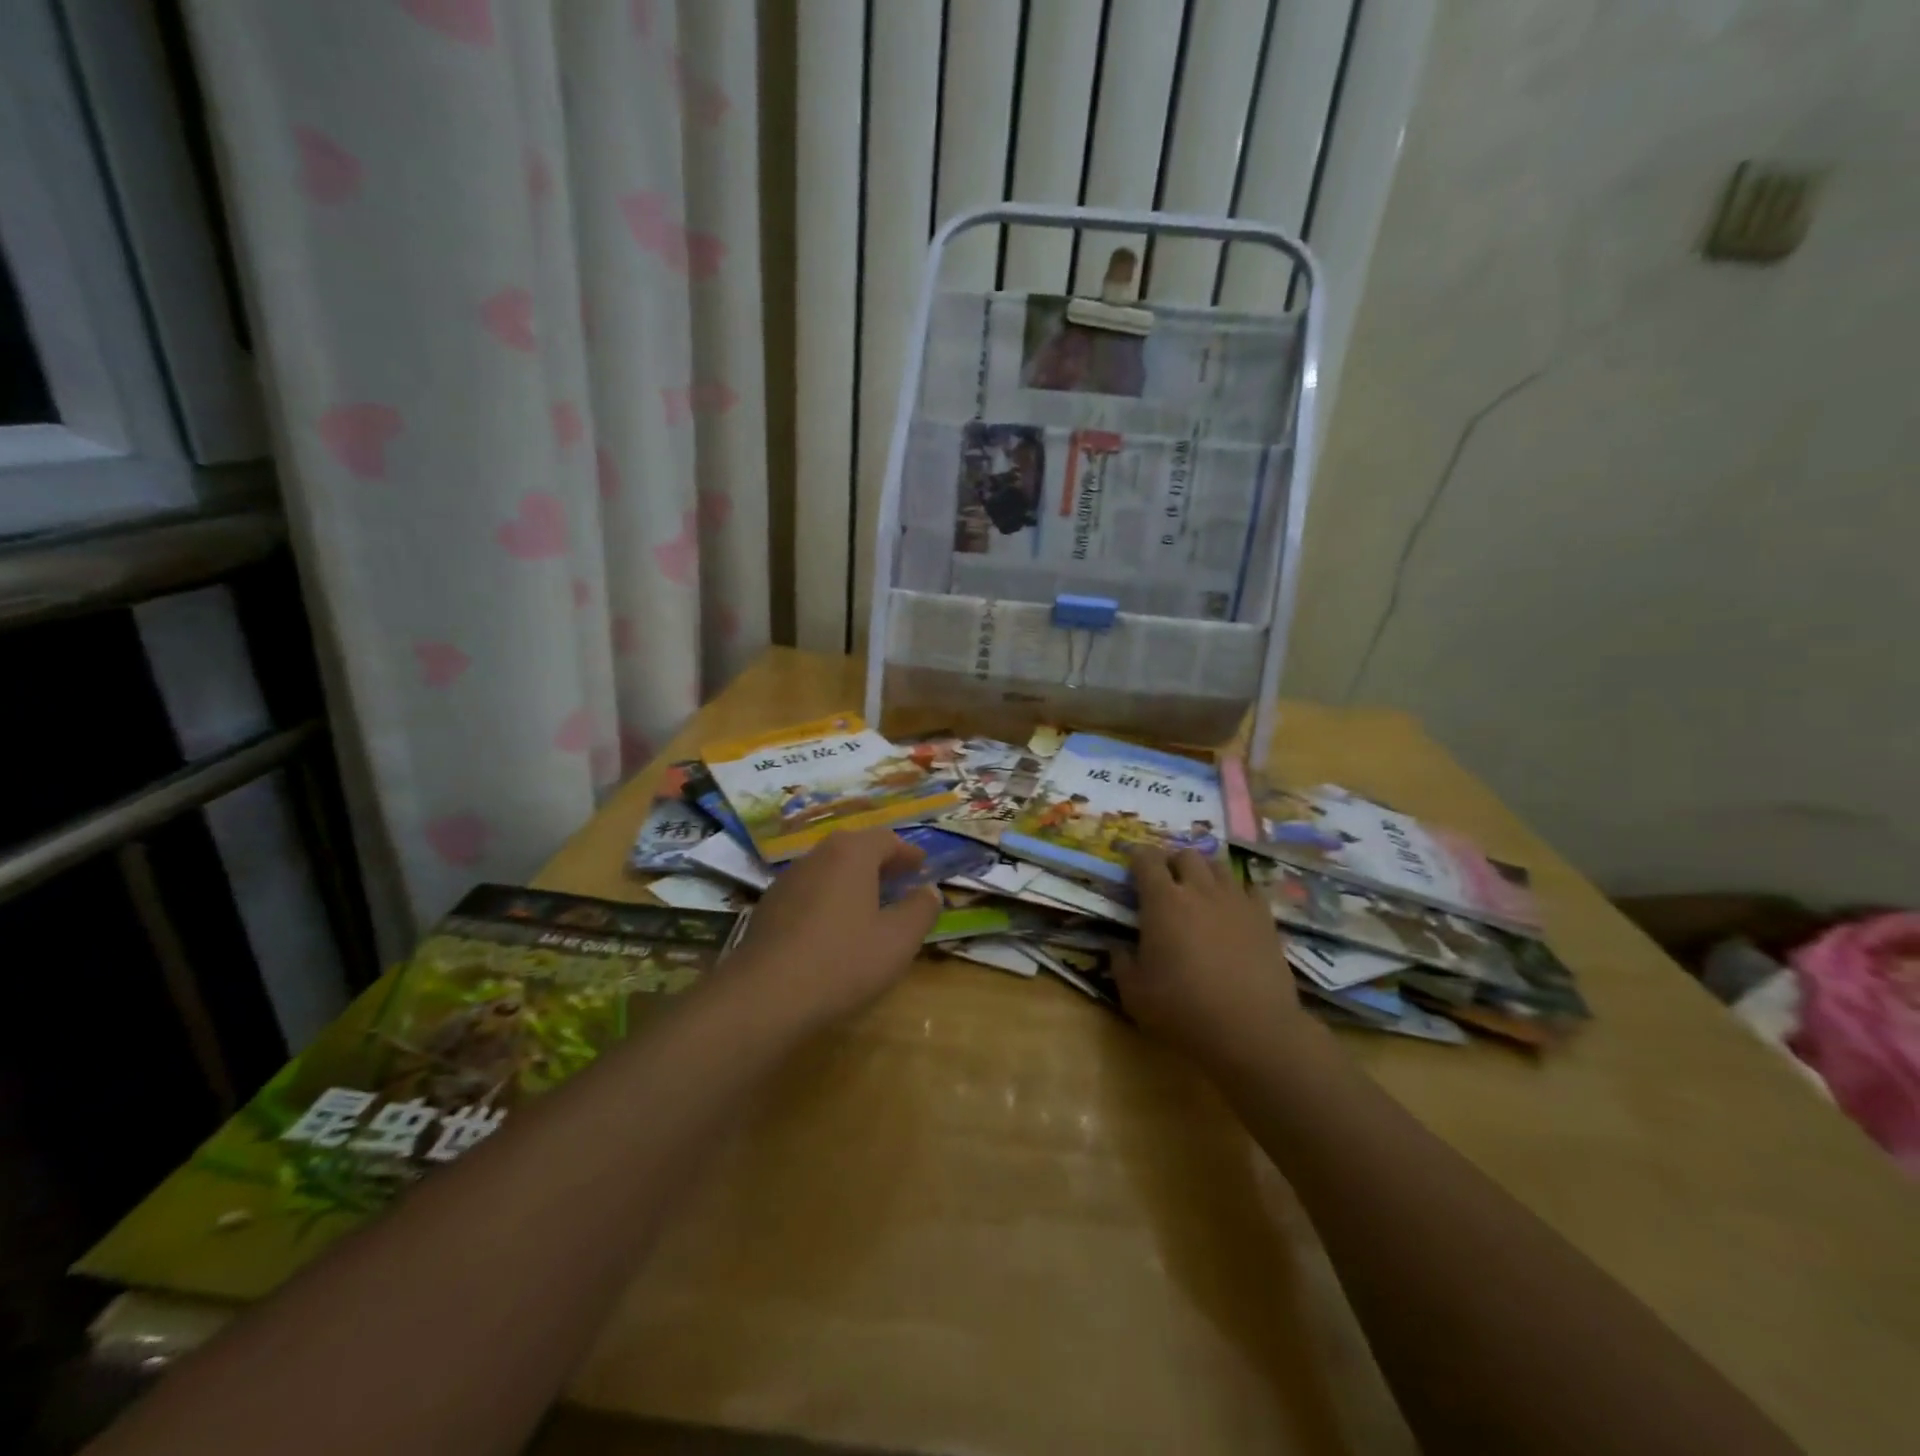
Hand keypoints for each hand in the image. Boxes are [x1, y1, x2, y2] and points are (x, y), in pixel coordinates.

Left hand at [725, 828, 941, 1029]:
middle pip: (853, 849)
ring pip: (828, 870)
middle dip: (879, 863)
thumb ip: (920, 910)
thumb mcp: (898, 940)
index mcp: (851, 854)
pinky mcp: (768, 908)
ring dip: (852, 881)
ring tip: (870, 905)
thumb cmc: (843, 961)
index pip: (885, 839)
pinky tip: (833, 929)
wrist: (764, 996)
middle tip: (899, 881)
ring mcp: (787, 881)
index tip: (922, 868)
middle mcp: (816, 856)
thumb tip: (930, 890)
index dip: (907, 853)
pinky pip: (808, 892)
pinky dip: (828, 899)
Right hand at [1113, 847, 1310, 1065]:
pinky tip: (1233, 910)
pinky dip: (1237, 893)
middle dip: (1172, 862)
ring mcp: (1236, 901)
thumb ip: (1121, 962)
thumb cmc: (1184, 1009)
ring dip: (1204, 873)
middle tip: (1166, 883)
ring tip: (1199, 893)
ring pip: (1219, 866)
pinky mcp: (1265, 918)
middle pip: (1186, 854)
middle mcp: (1200, 890)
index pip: (1146, 860)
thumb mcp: (1134, 993)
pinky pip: (1249, 889)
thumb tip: (1117, 946)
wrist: (1253, 1030)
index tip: (1131, 865)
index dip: (1136, 857)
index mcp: (1163, 901)